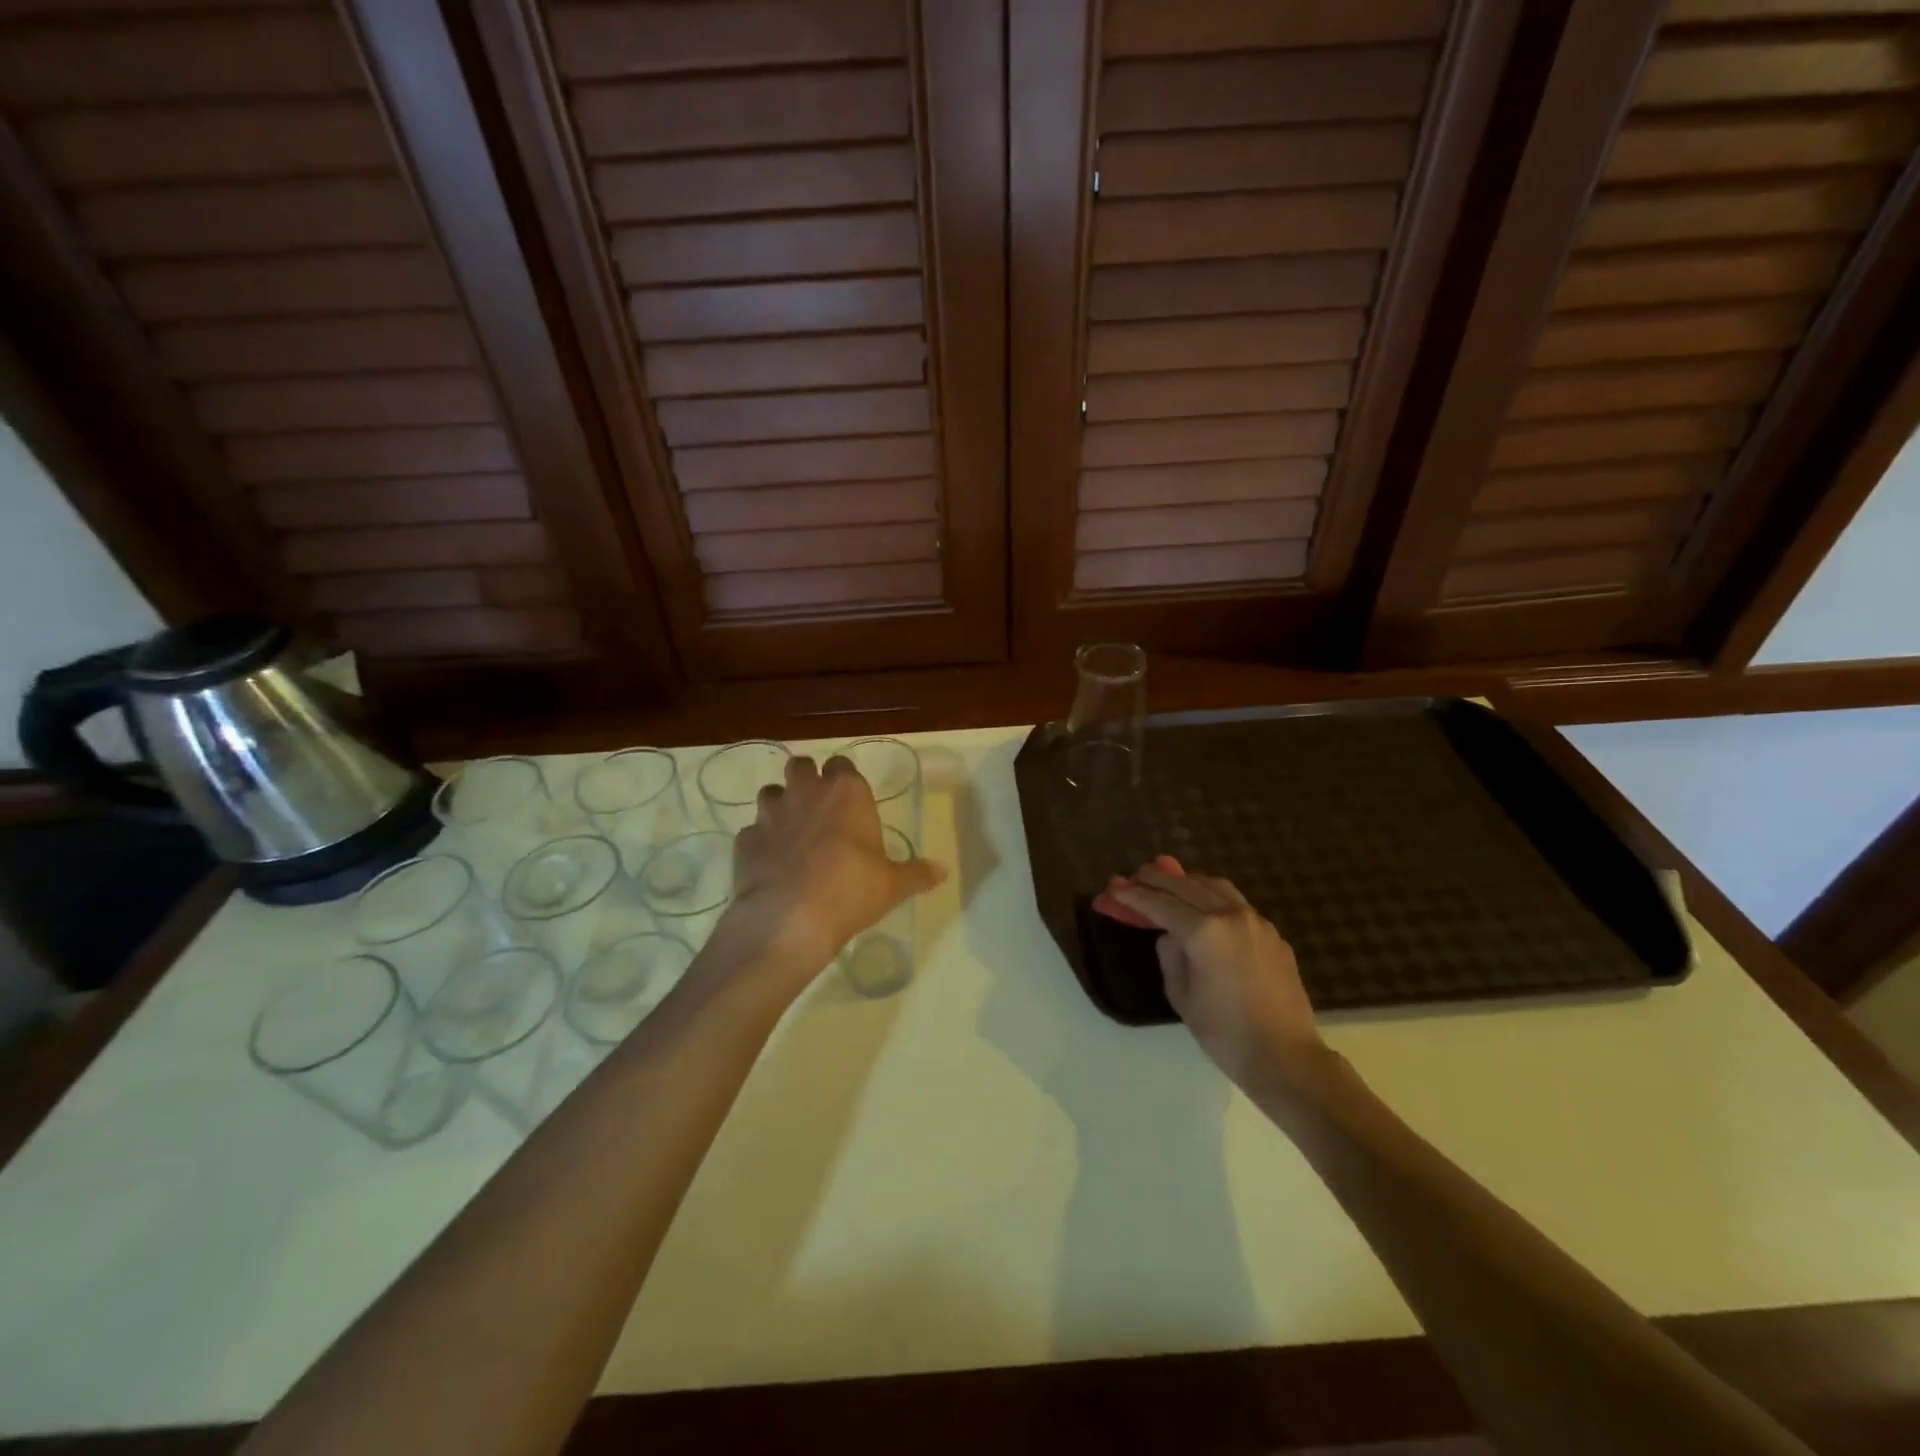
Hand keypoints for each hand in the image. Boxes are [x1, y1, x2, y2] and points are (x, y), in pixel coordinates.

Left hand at [713, 754, 944, 1001]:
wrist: (790, 919)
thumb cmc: (851, 890)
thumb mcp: (893, 885)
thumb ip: (916, 873)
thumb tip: (941, 872)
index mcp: (845, 792)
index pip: (842, 765)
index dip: (843, 779)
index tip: (849, 799)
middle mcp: (806, 792)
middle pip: (799, 765)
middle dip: (805, 780)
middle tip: (817, 807)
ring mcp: (770, 814)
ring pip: (770, 793)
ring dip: (779, 806)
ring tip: (791, 833)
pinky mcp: (745, 841)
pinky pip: (752, 832)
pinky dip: (760, 842)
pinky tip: (770, 864)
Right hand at [1106, 861, 1322, 1087]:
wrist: (1285, 1057)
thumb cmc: (1224, 1033)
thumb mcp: (1181, 995)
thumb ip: (1170, 955)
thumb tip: (1171, 935)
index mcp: (1203, 932)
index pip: (1159, 904)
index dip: (1134, 896)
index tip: (1115, 888)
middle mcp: (1230, 915)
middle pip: (1186, 885)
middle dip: (1157, 879)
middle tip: (1136, 876)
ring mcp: (1256, 921)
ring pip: (1215, 886)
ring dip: (1188, 881)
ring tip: (1170, 882)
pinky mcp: (1273, 934)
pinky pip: (1237, 904)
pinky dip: (1214, 898)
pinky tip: (1206, 909)